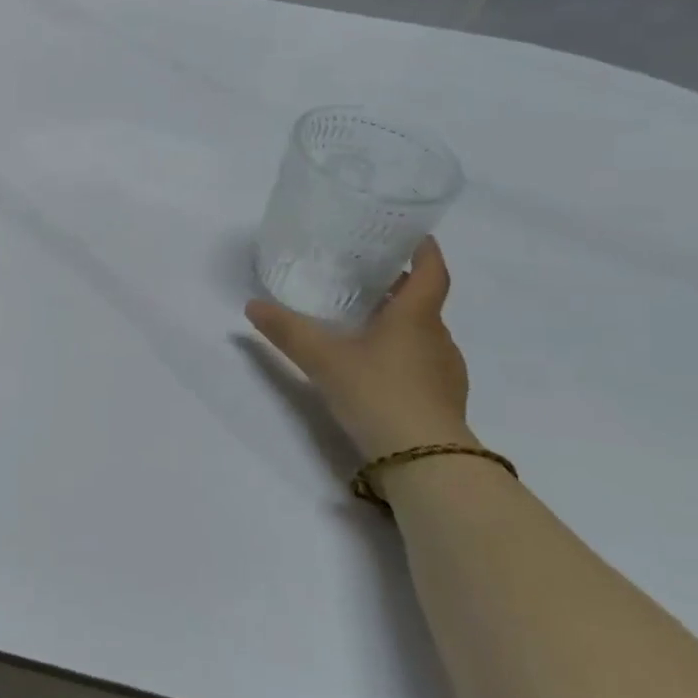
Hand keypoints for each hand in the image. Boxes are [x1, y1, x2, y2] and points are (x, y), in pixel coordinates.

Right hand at [246, 237, 474, 463]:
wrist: (425, 461)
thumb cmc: (378, 393)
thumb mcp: (323, 359)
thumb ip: (288, 331)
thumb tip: (252, 305)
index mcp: (415, 317)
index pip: (431, 272)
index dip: (425, 251)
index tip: (413, 236)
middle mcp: (437, 338)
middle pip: (424, 303)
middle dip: (400, 289)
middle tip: (366, 281)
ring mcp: (445, 372)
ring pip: (423, 336)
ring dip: (400, 325)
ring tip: (365, 326)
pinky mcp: (444, 401)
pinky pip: (424, 365)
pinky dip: (403, 356)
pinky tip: (376, 370)